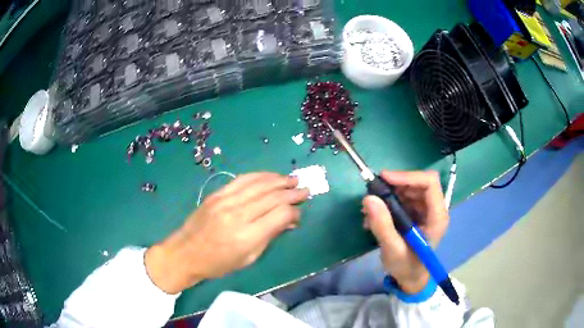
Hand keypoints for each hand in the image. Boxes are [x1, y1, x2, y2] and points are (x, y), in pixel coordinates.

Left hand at [145, 173, 309, 293]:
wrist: (185, 253)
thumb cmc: (218, 263)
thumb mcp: (248, 258)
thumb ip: (270, 236)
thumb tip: (290, 221)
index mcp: (247, 236)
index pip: (280, 215)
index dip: (294, 212)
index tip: (299, 213)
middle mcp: (238, 214)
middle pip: (272, 197)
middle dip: (292, 192)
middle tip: (305, 189)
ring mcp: (226, 201)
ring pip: (259, 184)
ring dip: (279, 180)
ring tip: (293, 179)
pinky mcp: (217, 194)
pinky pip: (242, 180)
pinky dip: (260, 176)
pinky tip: (270, 176)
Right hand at [362, 171, 448, 293]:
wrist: (410, 278)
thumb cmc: (406, 267)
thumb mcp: (393, 249)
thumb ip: (382, 226)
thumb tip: (368, 198)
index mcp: (437, 216)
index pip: (430, 183)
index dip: (408, 176)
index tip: (384, 179)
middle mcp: (434, 209)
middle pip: (418, 182)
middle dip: (396, 185)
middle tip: (373, 192)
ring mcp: (426, 210)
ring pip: (409, 188)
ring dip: (389, 193)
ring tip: (371, 208)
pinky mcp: (416, 213)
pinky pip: (403, 198)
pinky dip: (388, 202)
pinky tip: (375, 215)